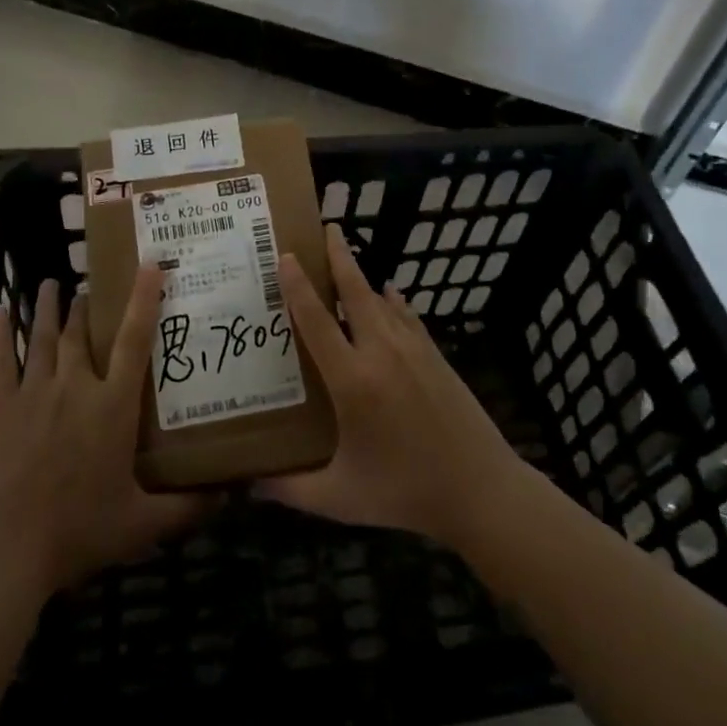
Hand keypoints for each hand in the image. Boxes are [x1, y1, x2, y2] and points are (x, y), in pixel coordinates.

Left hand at [0, 268, 207, 598]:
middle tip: (91, 287)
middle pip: (82, 333)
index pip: (134, 340)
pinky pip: (0, 362)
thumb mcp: (141, 525)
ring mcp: (33, 394)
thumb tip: (231, 495)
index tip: (149, 264)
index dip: (143, 299)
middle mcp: (75, 387)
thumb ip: (187, 508)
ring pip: (43, 338)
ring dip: (47, 308)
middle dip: (87, 305)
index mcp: (112, 406)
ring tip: (51, 284)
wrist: (4, 550)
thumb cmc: (77, 531)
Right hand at [257, 224, 528, 547]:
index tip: (286, 256)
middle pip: (355, 292)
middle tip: (327, 227)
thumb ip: (290, 489)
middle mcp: (381, 353)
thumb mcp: (340, 498)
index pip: (317, 321)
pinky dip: (393, 300)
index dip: (298, 286)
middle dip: (339, 257)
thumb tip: (246, 484)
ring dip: (362, 274)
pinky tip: (389, 293)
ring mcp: (414, 351)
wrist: (481, 489)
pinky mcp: (436, 357)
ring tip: (346, 254)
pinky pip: (407, 316)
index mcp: (352, 381)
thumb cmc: (405, 492)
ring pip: (382, 299)